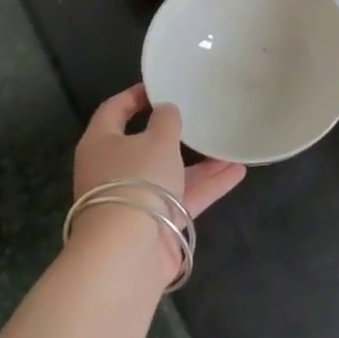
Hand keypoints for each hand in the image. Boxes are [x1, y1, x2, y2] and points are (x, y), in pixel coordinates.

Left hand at [74, 83, 245, 218]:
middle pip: (144, 144)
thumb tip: (166, 111)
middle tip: (199, 115)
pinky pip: (184, 195)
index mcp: (101, 143)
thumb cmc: (137, 180)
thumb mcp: (157, 139)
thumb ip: (166, 119)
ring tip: (229, 144)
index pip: (114, 111)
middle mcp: (114, 170)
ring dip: (199, 161)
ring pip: (170, 171)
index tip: (162, 86)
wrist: (128, 251)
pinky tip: (237, 171)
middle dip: (174, 132)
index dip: (135, 95)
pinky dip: (208, 184)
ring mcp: (135, 198)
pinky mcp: (156, 222)